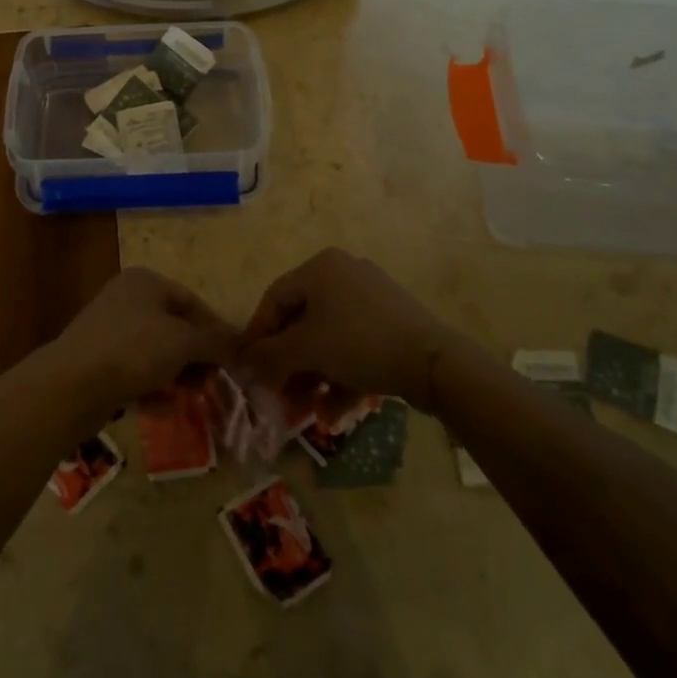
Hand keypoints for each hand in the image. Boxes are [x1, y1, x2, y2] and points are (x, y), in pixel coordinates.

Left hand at [54, 267, 238, 408]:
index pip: (191, 300)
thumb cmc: (134, 350)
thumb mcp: (182, 342)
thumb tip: (238, 342)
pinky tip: (166, 408)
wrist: (71, 385)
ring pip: (154, 351)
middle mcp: (126, 299)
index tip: (233, 357)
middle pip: (173, 326)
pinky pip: (135, 373)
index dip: (215, 328)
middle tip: (214, 381)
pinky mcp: (97, 363)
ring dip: (177, 373)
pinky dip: (152, 388)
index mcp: (145, 282)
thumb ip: (213, 341)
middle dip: (196, 355)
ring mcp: (109, 331)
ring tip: (195, 396)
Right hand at [238, 249, 454, 408]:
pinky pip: (353, 345)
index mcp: (320, 267)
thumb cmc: (359, 343)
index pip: (274, 298)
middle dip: (288, 363)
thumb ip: (270, 355)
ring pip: (328, 337)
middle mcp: (343, 273)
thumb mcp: (307, 349)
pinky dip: (341, 374)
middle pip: (302, 321)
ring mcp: (370, 297)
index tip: (248, 368)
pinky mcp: (390, 322)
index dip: (257, 334)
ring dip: (313, 375)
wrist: (432, 361)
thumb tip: (243, 364)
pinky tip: (336, 410)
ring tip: (308, 410)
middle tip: (279, 395)